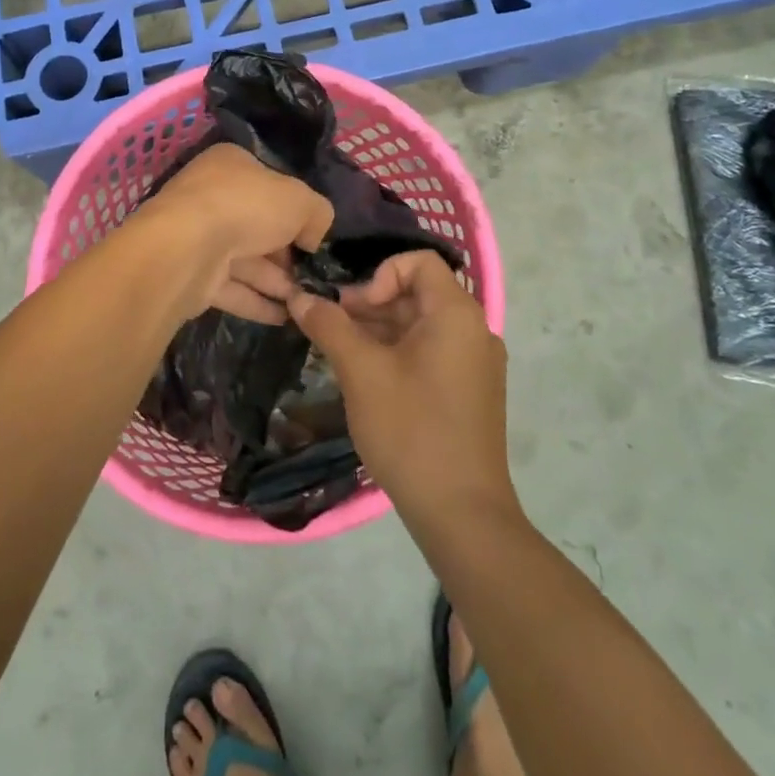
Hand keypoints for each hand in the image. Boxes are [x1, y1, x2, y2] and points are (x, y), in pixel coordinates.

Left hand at [143, 143, 333, 322]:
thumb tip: (312, 238)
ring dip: (276, 282)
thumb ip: (317, 213)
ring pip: (244, 260)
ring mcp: (197, 236)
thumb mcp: (301, 200)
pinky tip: (285, 318)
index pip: (269, 184)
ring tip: (306, 303)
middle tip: (313, 276)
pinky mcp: (191, 274)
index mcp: (231, 165)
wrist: (187, 248)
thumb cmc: (246, 207)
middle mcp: (211, 196)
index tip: (313, 236)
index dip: (294, 209)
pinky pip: (231, 288)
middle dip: (286, 254)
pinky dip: (256, 302)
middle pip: (257, 225)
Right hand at [288, 251, 516, 525]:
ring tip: (341, 354)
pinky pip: (431, 353)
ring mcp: (476, 364)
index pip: (418, 262)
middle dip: (371, 304)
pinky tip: (367, 379)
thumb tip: (299, 296)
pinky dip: (398, 353)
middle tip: (332, 329)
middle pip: (417, 293)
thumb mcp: (361, 372)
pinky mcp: (471, 392)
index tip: (353, 309)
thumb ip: (329, 326)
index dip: (379, 274)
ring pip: (421, 326)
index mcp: (456, 314)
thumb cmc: (411, 430)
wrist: (462, 513)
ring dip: (380, 330)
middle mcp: (474, 331)